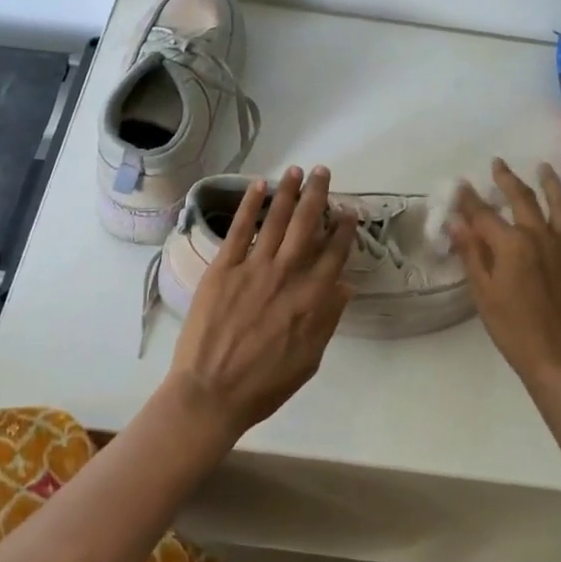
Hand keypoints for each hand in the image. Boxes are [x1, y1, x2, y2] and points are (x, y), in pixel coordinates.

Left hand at [162, 165, 356, 443]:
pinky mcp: (223, 267)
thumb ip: (327, 319)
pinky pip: (239, 229)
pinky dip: (250, 205)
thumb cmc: (264, 384)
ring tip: (297, 170)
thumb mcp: (309, 358)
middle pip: (306, 225)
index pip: (333, 253)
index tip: (349, 210)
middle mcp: (286, 274)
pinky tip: (259, 186)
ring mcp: (253, 268)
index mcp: (311, 298)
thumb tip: (344, 286)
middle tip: (324, 172)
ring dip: (288, 192)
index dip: (343, 228)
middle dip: (317, 196)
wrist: (211, 391)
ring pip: (275, 220)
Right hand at [449, 159, 560, 393]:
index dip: (469, 198)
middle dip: (507, 179)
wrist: (560, 360)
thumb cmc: (513, 329)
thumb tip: (456, 220)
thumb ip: (471, 252)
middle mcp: (542, 236)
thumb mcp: (483, 292)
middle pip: (523, 199)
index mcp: (512, 244)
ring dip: (550, 183)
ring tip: (544, 168)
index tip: (460, 184)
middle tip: (498, 164)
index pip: (484, 214)